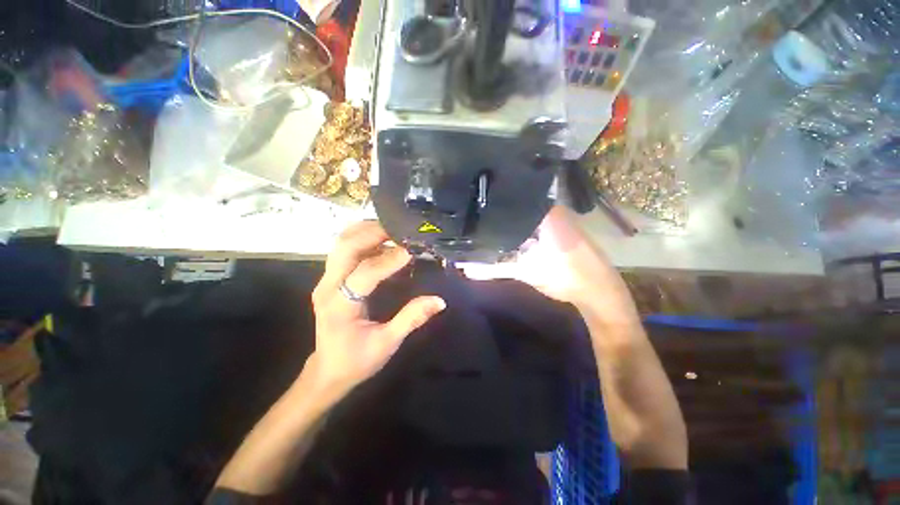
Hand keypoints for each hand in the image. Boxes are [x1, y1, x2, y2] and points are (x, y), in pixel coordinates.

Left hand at [307, 221, 445, 396]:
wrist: (327, 371)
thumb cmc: (357, 360)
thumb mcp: (387, 343)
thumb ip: (411, 319)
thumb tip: (439, 301)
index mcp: (339, 306)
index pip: (364, 273)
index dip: (389, 260)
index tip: (411, 250)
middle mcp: (327, 287)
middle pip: (345, 248)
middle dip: (373, 233)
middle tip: (401, 229)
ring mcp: (325, 281)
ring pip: (341, 244)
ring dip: (366, 232)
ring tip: (393, 229)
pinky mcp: (330, 279)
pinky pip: (344, 250)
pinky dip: (362, 239)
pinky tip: (382, 241)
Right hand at [460, 206, 635, 321]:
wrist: (598, 291)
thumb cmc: (566, 277)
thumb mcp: (527, 272)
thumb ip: (494, 269)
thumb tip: (465, 269)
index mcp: (544, 212)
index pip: (511, 197)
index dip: (490, 201)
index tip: (470, 203)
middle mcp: (550, 208)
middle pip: (514, 205)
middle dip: (495, 212)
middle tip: (471, 216)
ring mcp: (555, 218)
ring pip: (522, 214)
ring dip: (506, 221)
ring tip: (481, 222)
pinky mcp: (557, 229)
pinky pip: (531, 223)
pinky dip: (517, 228)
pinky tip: (503, 234)